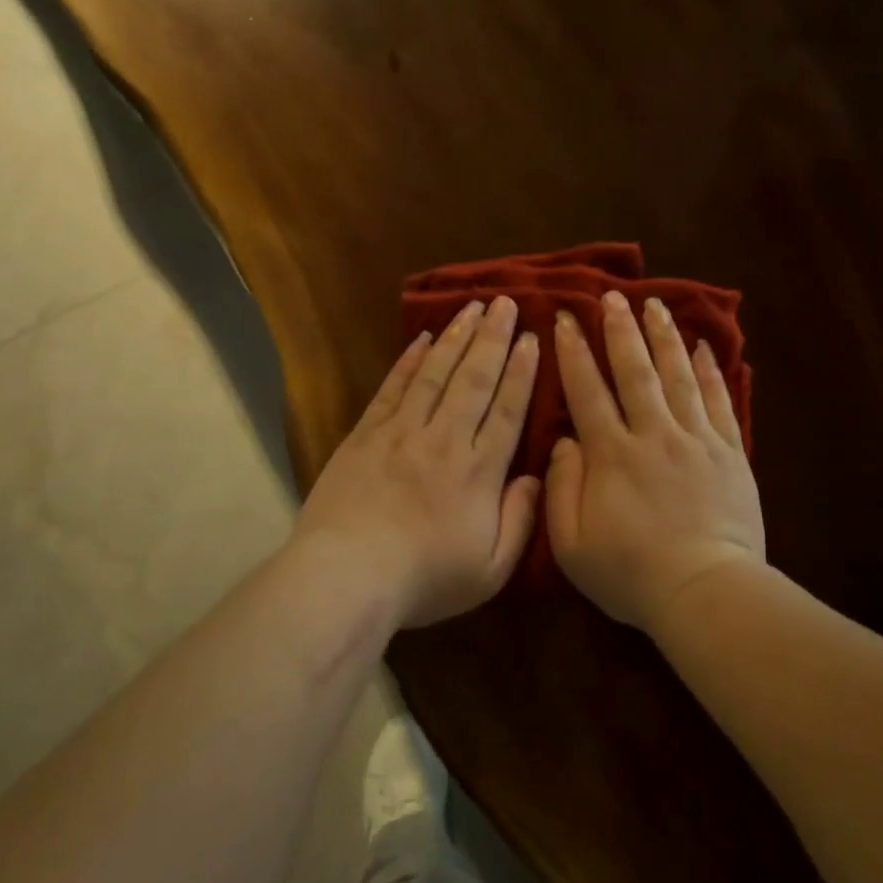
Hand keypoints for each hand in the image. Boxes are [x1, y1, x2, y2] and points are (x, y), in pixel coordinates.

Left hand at [293, 297, 542, 628]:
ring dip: (456, 338)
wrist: (347, 576)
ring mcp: (402, 432)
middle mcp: (444, 440)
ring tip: (473, 307)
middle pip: (474, 380)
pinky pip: (393, 388)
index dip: (522, 372)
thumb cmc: (424, 579)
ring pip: (436, 374)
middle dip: (493, 339)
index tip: (531, 338)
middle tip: (505, 303)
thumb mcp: (490, 570)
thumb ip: (520, 522)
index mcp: (479, 472)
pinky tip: (422, 338)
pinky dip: (409, 360)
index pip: (507, 411)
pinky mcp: (366, 435)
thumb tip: (535, 477)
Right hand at [547, 292, 765, 632]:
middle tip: (612, 297)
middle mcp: (653, 434)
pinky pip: (718, 400)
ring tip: (655, 304)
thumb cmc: (631, 574)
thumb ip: (561, 488)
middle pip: (635, 371)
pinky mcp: (729, 452)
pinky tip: (705, 346)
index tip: (567, 318)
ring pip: (677, 375)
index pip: (587, 391)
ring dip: (664, 337)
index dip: (575, 352)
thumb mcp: (572, 544)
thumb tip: (564, 440)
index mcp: (611, 454)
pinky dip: (710, 370)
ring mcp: (695, 439)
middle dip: (620, 330)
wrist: (706, 592)